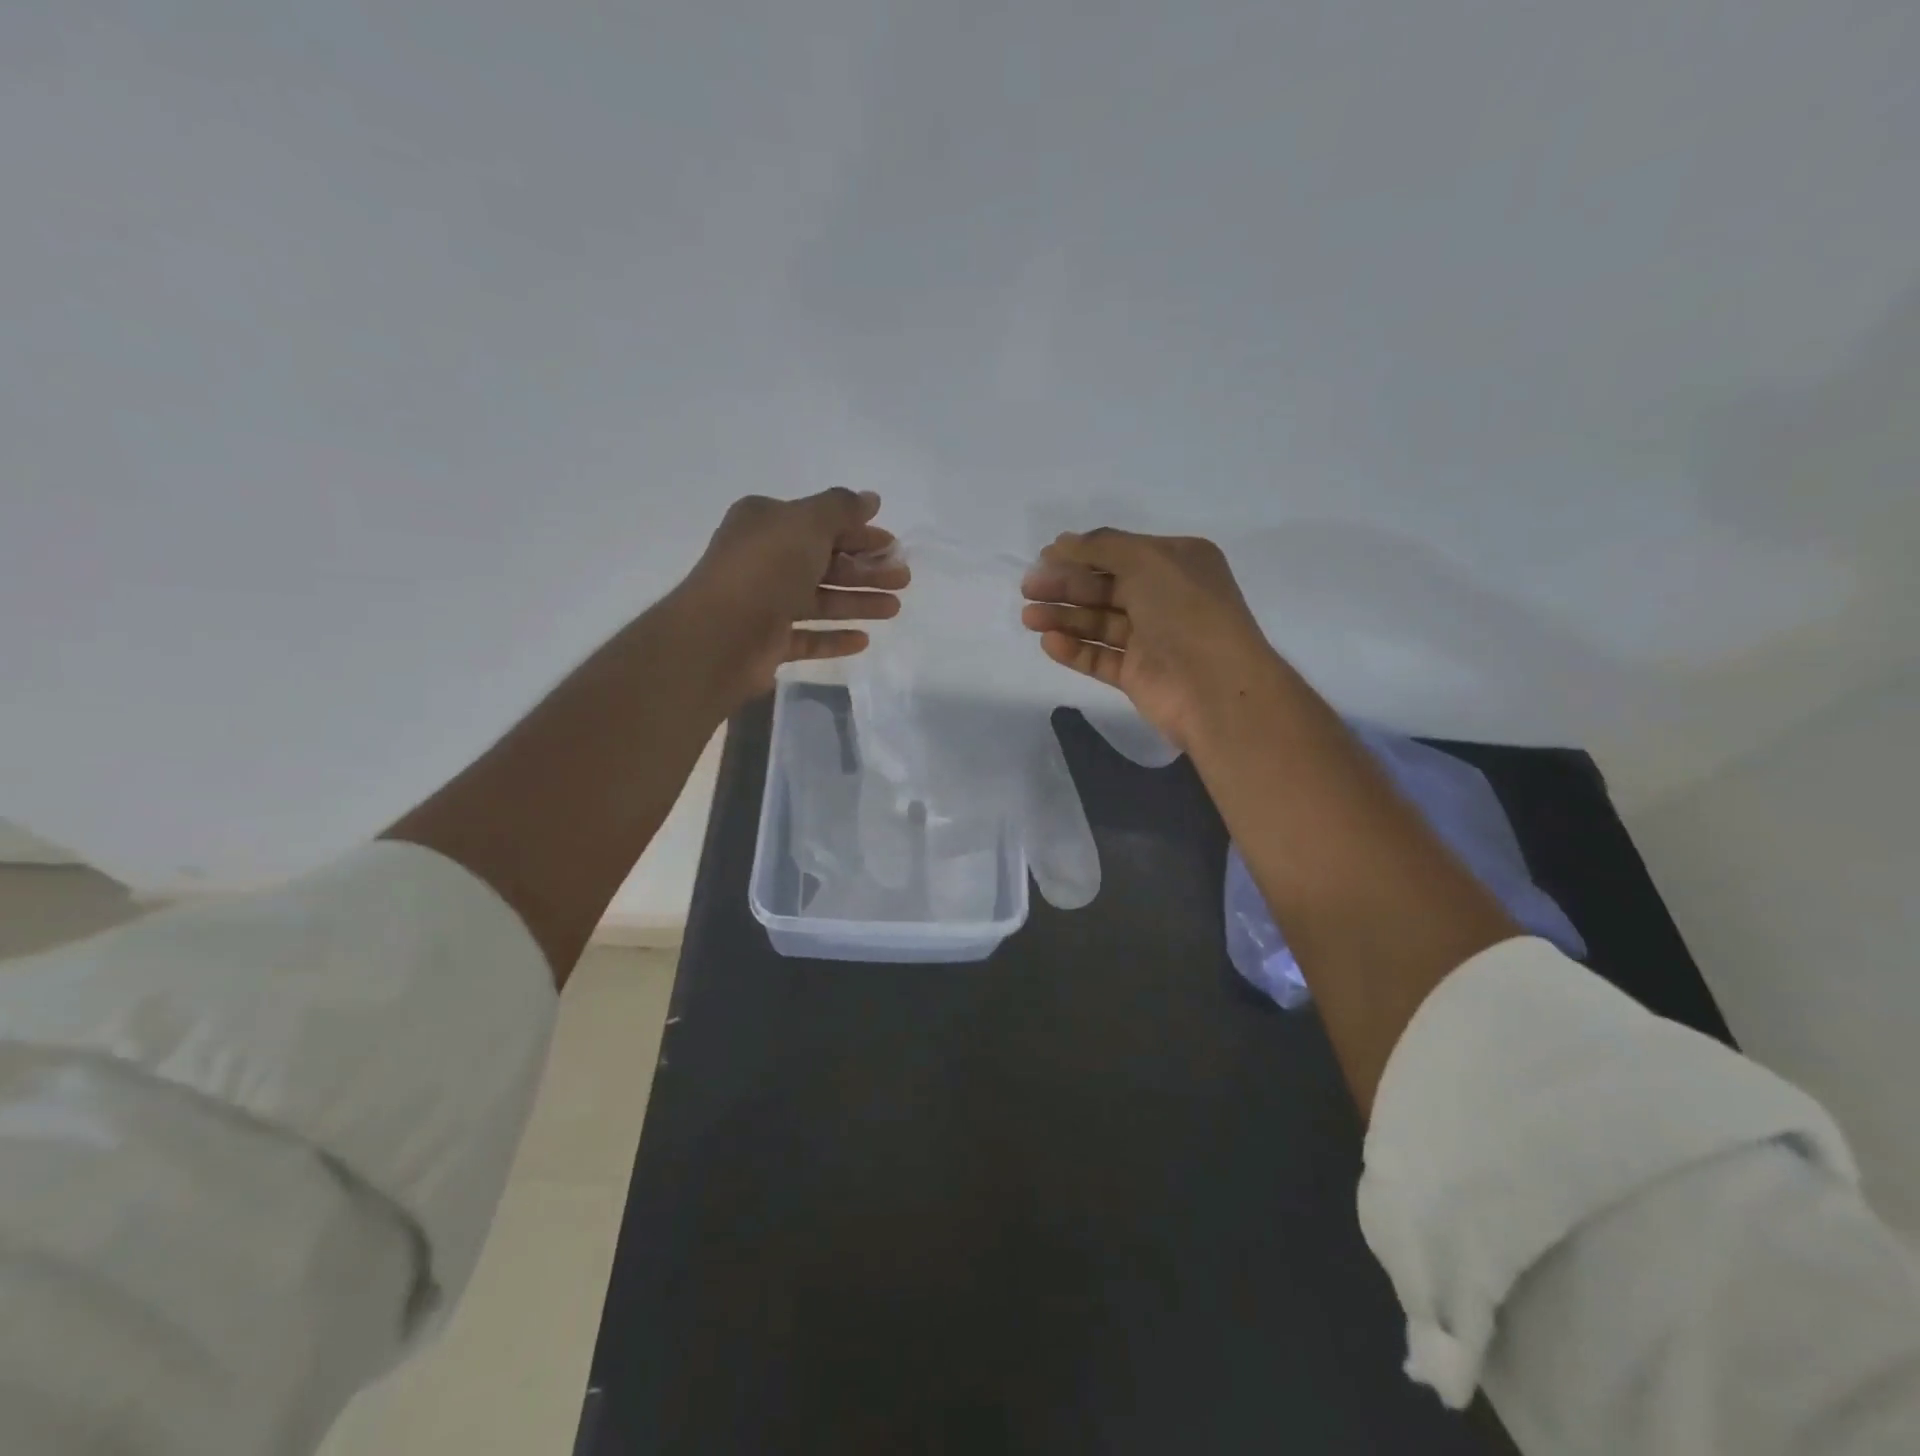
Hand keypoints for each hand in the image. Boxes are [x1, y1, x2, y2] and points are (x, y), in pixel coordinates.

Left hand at [679, 489, 909, 705]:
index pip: (820, 523)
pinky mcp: (767, 642)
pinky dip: (834, 637)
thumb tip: (871, 498)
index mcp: (766, 523)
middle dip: (865, 569)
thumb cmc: (766, 568)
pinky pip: (807, 637)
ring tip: (894, 609)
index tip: (893, 544)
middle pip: (824, 562)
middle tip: (902, 579)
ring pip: (820, 600)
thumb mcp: (807, 523)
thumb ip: (842, 508)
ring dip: (858, 602)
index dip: (859, 532)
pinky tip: (863, 640)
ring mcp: (764, 603)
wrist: (721, 634)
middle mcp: (763, 559)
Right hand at [1020, 529, 1291, 753]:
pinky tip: (1049, 643)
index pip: (1121, 553)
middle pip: (1105, 588)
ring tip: (1029, 617)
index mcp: (1178, 563)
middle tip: (1028, 589)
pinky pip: (1101, 657)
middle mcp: (1166, 598)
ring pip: (1099, 623)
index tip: (1043, 557)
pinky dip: (1075, 649)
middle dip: (1066, 586)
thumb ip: (1102, 547)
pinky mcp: (1138, 674)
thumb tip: (1062, 543)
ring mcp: (1152, 639)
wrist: (1215, 687)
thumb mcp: (1147, 560)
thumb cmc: (1186, 611)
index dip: (1081, 554)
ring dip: (1064, 618)